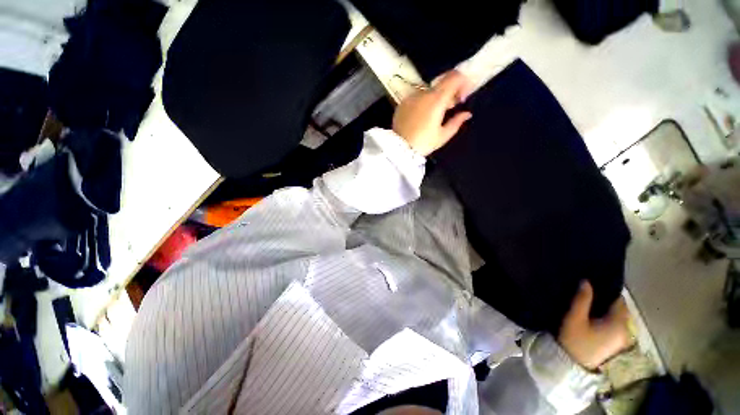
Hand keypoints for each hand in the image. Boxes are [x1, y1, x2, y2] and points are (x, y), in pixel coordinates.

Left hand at [392, 70, 473, 155]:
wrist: (399, 149)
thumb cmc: (423, 143)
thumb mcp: (443, 136)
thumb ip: (457, 122)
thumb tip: (467, 113)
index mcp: (437, 100)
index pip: (454, 78)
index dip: (463, 82)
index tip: (463, 96)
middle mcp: (423, 93)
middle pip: (441, 83)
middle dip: (450, 91)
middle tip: (451, 106)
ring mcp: (411, 97)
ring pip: (428, 91)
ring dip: (435, 98)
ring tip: (435, 114)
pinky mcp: (402, 104)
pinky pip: (417, 98)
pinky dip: (423, 102)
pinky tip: (422, 116)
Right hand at [558, 281, 633, 370]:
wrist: (573, 366)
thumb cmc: (575, 340)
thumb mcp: (575, 318)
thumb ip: (582, 299)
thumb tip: (586, 281)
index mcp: (619, 323)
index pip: (619, 300)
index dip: (607, 290)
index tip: (593, 283)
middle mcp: (626, 330)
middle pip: (619, 309)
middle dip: (606, 300)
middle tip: (589, 292)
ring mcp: (622, 339)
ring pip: (617, 317)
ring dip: (606, 309)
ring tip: (589, 302)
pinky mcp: (615, 344)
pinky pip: (614, 325)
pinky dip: (606, 318)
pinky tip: (593, 317)